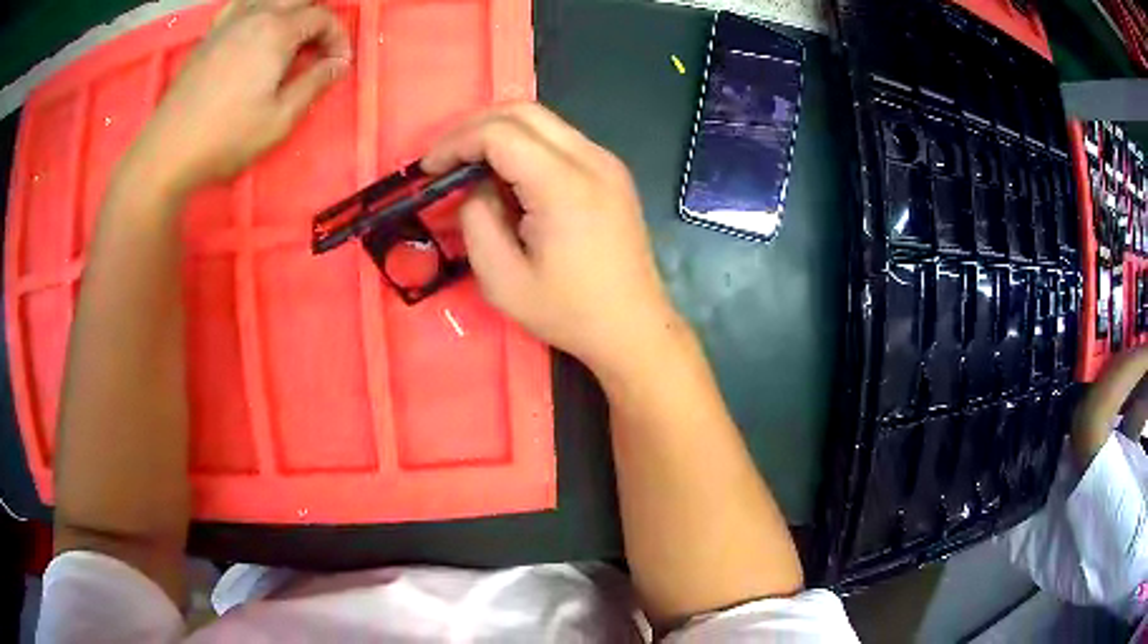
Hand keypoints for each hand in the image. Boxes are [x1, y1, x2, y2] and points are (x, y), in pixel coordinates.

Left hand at [123, 0, 350, 195]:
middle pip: (298, 0)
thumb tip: (339, 64)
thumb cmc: (226, 138)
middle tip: (317, 48)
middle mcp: (255, 15)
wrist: (168, 150)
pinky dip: (256, 9)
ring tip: (289, 37)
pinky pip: (240, 5)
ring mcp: (228, 23)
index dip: (337, 37)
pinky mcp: (209, 36)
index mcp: (277, 32)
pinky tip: (255, 26)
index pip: (322, 17)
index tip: (338, 65)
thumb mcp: (280, 119)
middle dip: (316, 19)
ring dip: (288, 11)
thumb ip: (314, 85)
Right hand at [423, 103, 678, 374]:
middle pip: (522, 111)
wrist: (634, 327)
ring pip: (543, 120)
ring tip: (469, 166)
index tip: (429, 169)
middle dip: (473, 127)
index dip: (456, 142)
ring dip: (499, 133)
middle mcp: (591, 159)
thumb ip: (476, 221)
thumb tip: (475, 186)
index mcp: (564, 185)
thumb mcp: (503, 280)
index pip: (499, 133)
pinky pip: (560, 139)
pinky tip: (508, 175)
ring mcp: (607, 162)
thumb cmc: (569, 312)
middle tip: (444, 158)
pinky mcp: (612, 172)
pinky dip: (525, 145)